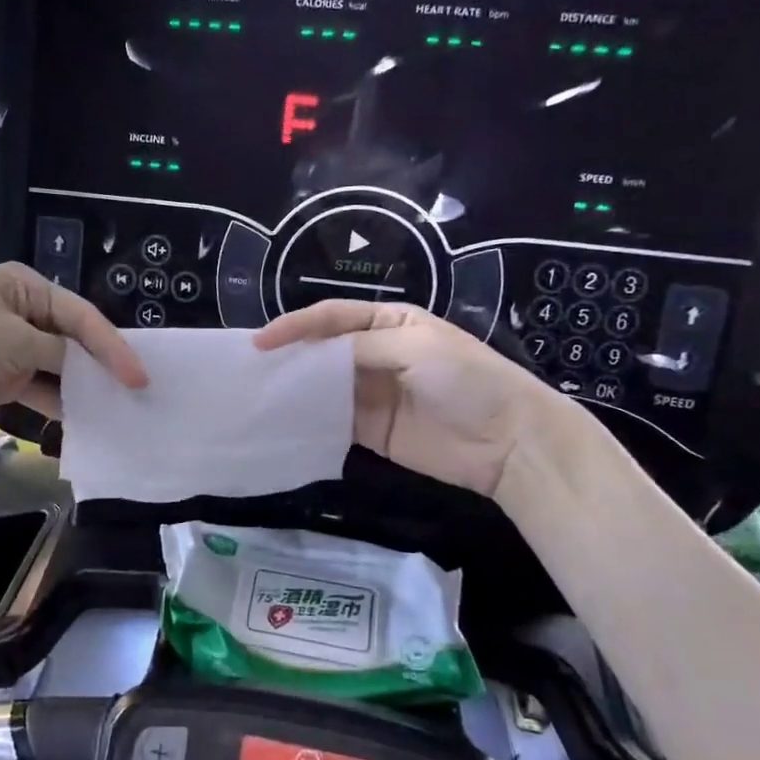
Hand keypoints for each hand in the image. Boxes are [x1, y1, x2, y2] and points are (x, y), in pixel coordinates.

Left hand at [0, 263, 146, 436]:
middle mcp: (21, 311)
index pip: (81, 316)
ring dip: (83, 387)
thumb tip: (89, 369)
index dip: (112, 347)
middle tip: (138, 391)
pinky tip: (86, 420)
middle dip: (102, 365)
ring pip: (59, 367)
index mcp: (24, 287)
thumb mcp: (15, 342)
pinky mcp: (1, 377)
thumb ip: (60, 354)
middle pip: (73, 340)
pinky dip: (60, 403)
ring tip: (119, 408)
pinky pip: (41, 389)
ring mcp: (10, 346)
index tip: (139, 377)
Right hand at [253, 300, 549, 498]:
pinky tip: (284, 421)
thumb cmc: (467, 379)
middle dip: (289, 357)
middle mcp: (375, 353)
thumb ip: (360, 347)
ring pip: (322, 385)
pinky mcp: (371, 430)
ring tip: (258, 395)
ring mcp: (371, 394)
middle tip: (251, 370)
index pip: (331, 318)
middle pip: (322, 351)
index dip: (295, 326)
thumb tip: (313, 356)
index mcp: (388, 322)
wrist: (509, 441)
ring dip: (294, 389)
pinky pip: (332, 420)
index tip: (260, 343)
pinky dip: (309, 419)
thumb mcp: (415, 347)